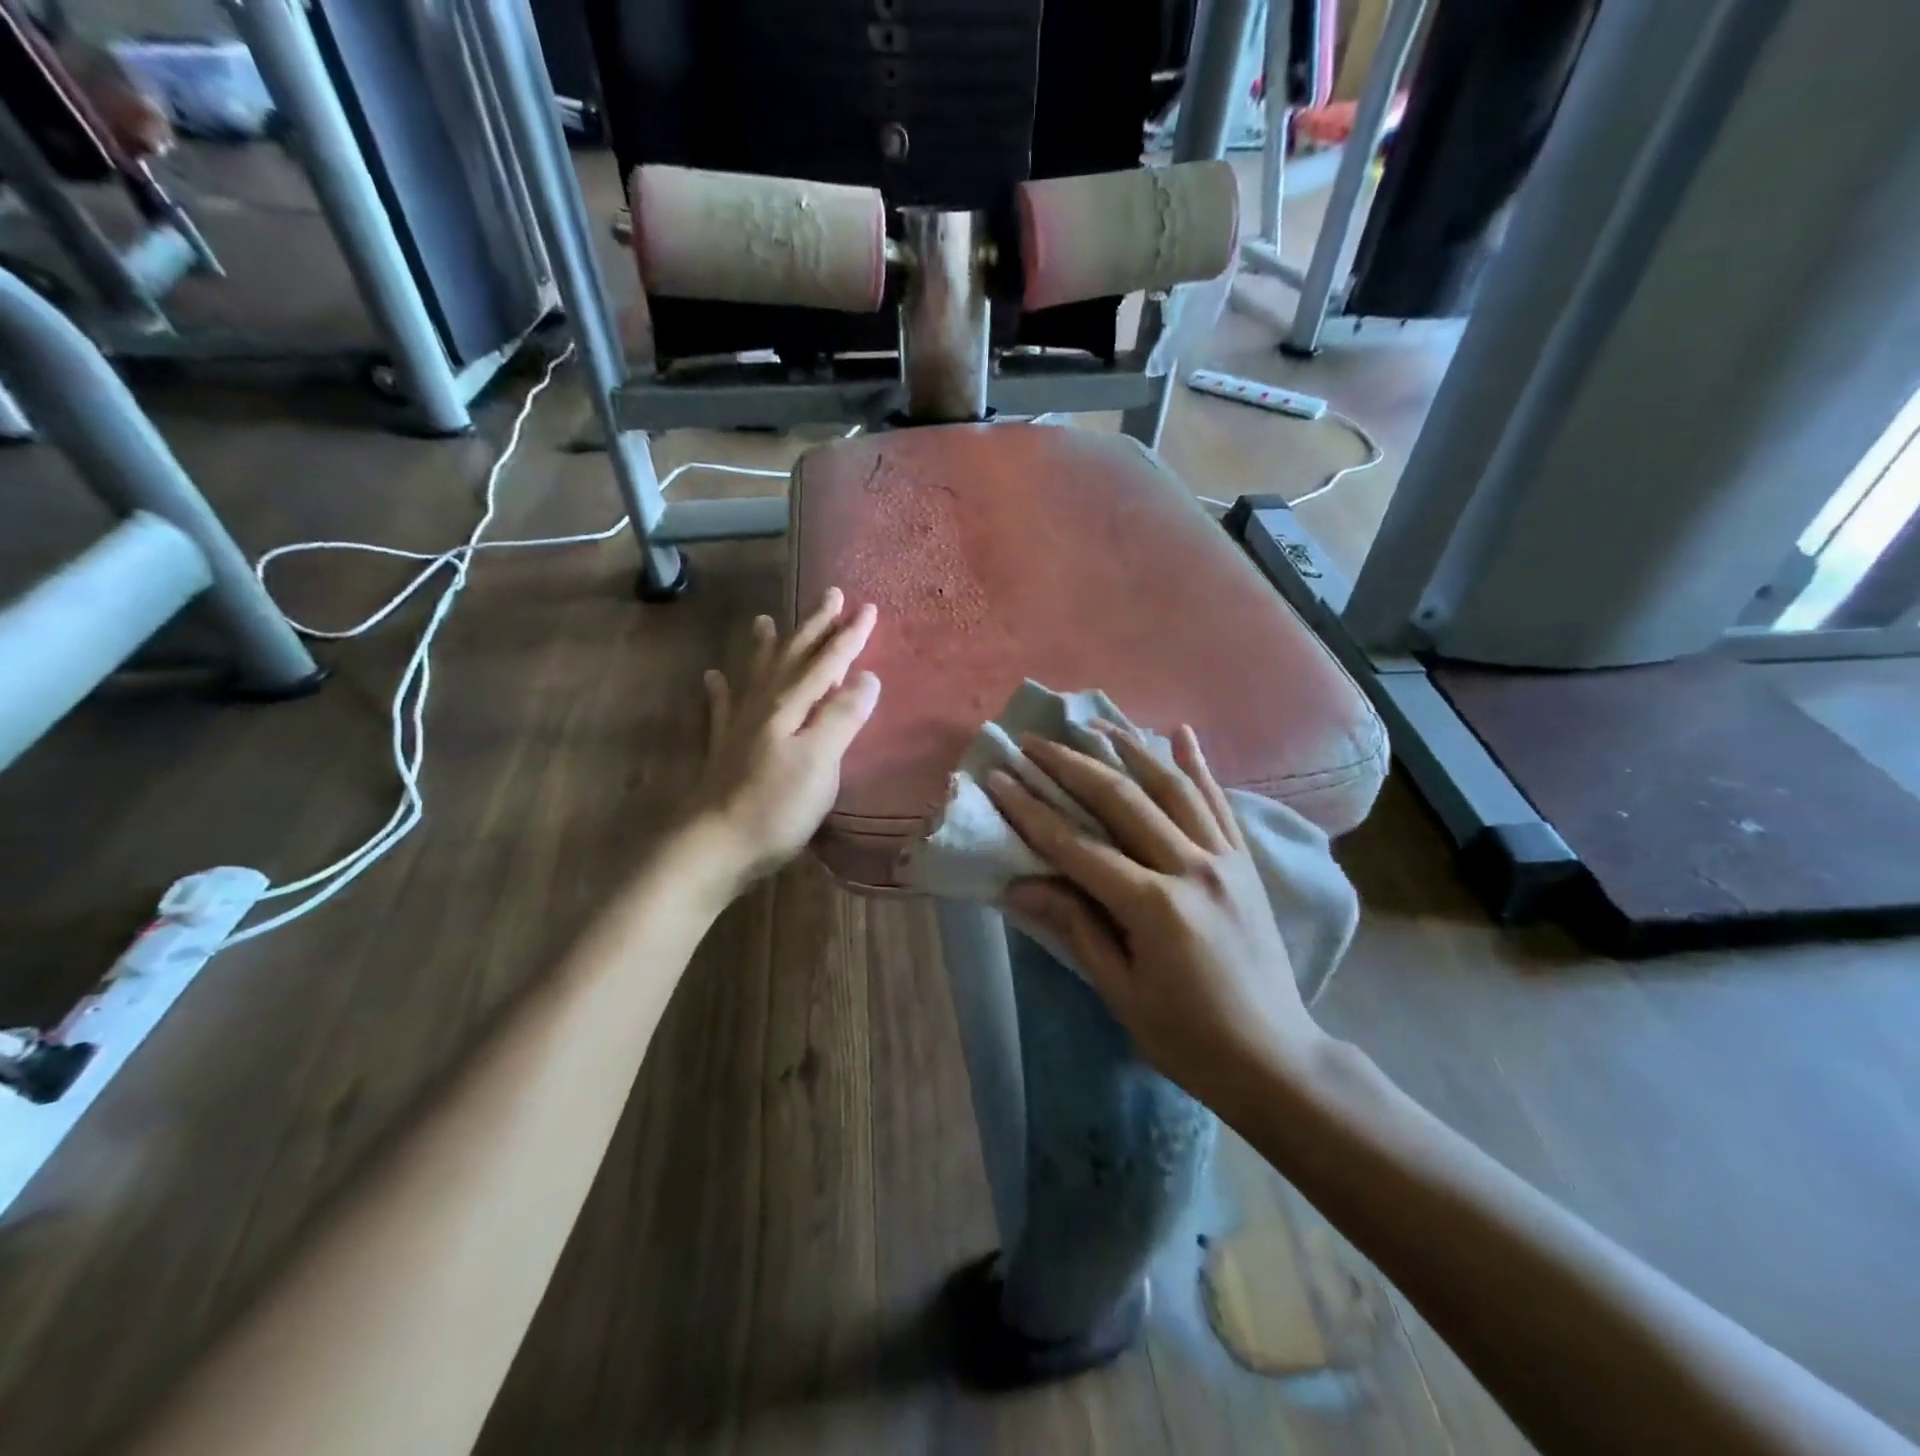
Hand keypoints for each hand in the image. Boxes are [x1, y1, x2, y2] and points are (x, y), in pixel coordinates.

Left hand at [688, 588, 880, 893]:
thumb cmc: (775, 807)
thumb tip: (866, 676)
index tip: (867, 608)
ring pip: (758, 674)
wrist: (714, 846)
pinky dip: (720, 690)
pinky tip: (712, 678)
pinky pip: (722, 709)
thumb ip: (842, 717)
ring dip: (767, 646)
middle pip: (793, 657)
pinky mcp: (725, 750)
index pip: (827, 662)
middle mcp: (765, 706)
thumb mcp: (820, 762)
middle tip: (830, 595)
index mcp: (791, 707)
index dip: (848, 636)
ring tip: (764, 619)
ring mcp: (741, 727)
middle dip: (814, 627)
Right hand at [988, 724, 1325, 1112]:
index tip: (999, 778)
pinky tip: (1181, 732)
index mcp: (1155, 907)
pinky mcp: (1245, 862)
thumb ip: (1075, 928)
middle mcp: (1192, 868)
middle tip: (1033, 741)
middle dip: (1071, 765)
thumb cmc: (1188, 1038)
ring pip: (1172, 787)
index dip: (1031, 811)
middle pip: (1122, 800)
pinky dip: (1198, 765)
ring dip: (1129, 749)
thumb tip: (1020, 883)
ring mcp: (1225, 859)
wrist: (1275, 1059)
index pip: (1078, 846)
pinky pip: (1219, 802)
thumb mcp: (1120, 992)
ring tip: (1094, 722)